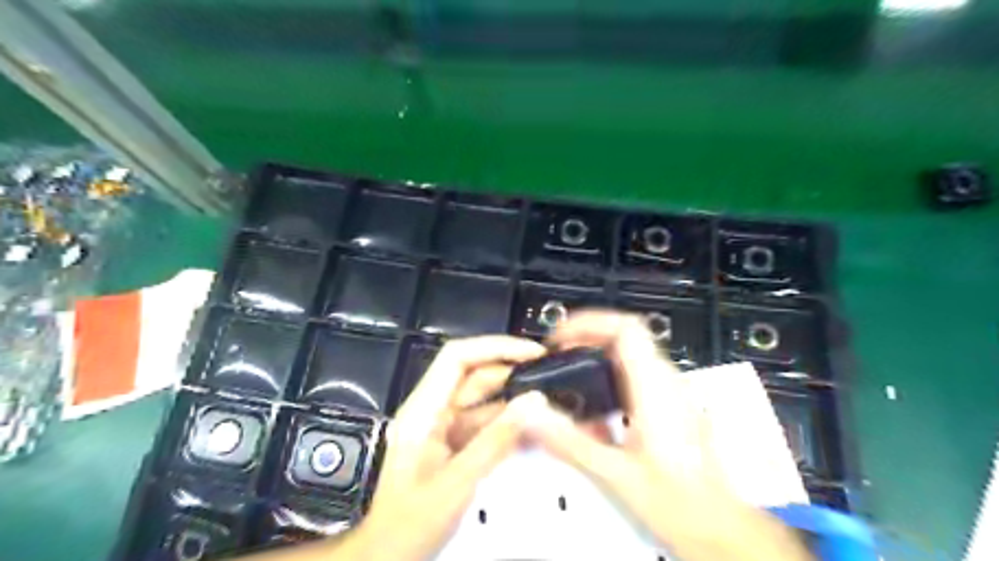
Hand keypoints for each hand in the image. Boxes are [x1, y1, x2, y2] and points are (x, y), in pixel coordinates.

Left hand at [355, 335, 548, 560]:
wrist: (389, 557)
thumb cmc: (411, 523)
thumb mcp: (458, 481)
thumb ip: (497, 440)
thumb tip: (534, 401)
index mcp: (423, 410)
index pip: (457, 358)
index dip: (494, 347)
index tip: (530, 352)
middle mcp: (433, 410)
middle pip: (473, 375)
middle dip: (511, 371)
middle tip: (550, 375)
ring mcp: (444, 428)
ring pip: (483, 400)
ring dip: (514, 398)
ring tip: (549, 400)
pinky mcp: (454, 444)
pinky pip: (486, 424)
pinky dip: (509, 424)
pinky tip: (534, 429)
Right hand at [525, 310, 809, 560]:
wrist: (721, 530)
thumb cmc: (676, 502)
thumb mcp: (613, 473)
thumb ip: (567, 440)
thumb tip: (528, 412)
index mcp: (654, 388)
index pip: (625, 329)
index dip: (589, 322)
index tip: (559, 338)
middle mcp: (665, 382)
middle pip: (624, 337)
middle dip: (585, 339)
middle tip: (555, 356)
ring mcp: (670, 393)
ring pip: (629, 356)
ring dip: (595, 358)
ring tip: (567, 377)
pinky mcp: (669, 407)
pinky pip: (634, 377)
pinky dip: (607, 379)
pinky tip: (591, 410)